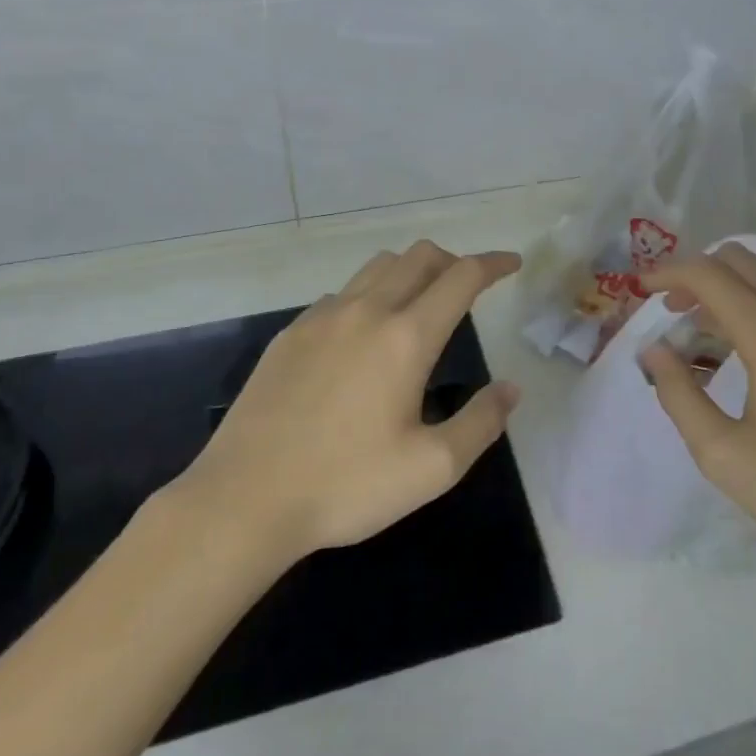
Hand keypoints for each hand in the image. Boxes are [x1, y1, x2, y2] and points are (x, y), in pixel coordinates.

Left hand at [164, 242, 522, 561]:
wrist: (244, 499)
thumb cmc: (346, 485)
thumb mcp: (432, 468)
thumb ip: (481, 423)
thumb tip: (511, 388)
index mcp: (406, 337)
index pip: (461, 276)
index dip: (492, 263)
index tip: (511, 263)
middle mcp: (367, 311)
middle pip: (419, 256)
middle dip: (453, 260)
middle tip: (468, 286)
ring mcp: (322, 317)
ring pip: (378, 267)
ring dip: (410, 271)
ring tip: (420, 303)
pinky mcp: (291, 333)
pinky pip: (341, 293)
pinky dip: (368, 295)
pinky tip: (364, 335)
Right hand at [639, 244, 755, 582]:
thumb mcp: (724, 456)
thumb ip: (678, 394)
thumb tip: (655, 350)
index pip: (709, 274)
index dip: (668, 273)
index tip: (643, 289)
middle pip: (742, 258)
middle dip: (699, 274)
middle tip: (676, 311)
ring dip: (736, 284)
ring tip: (712, 327)